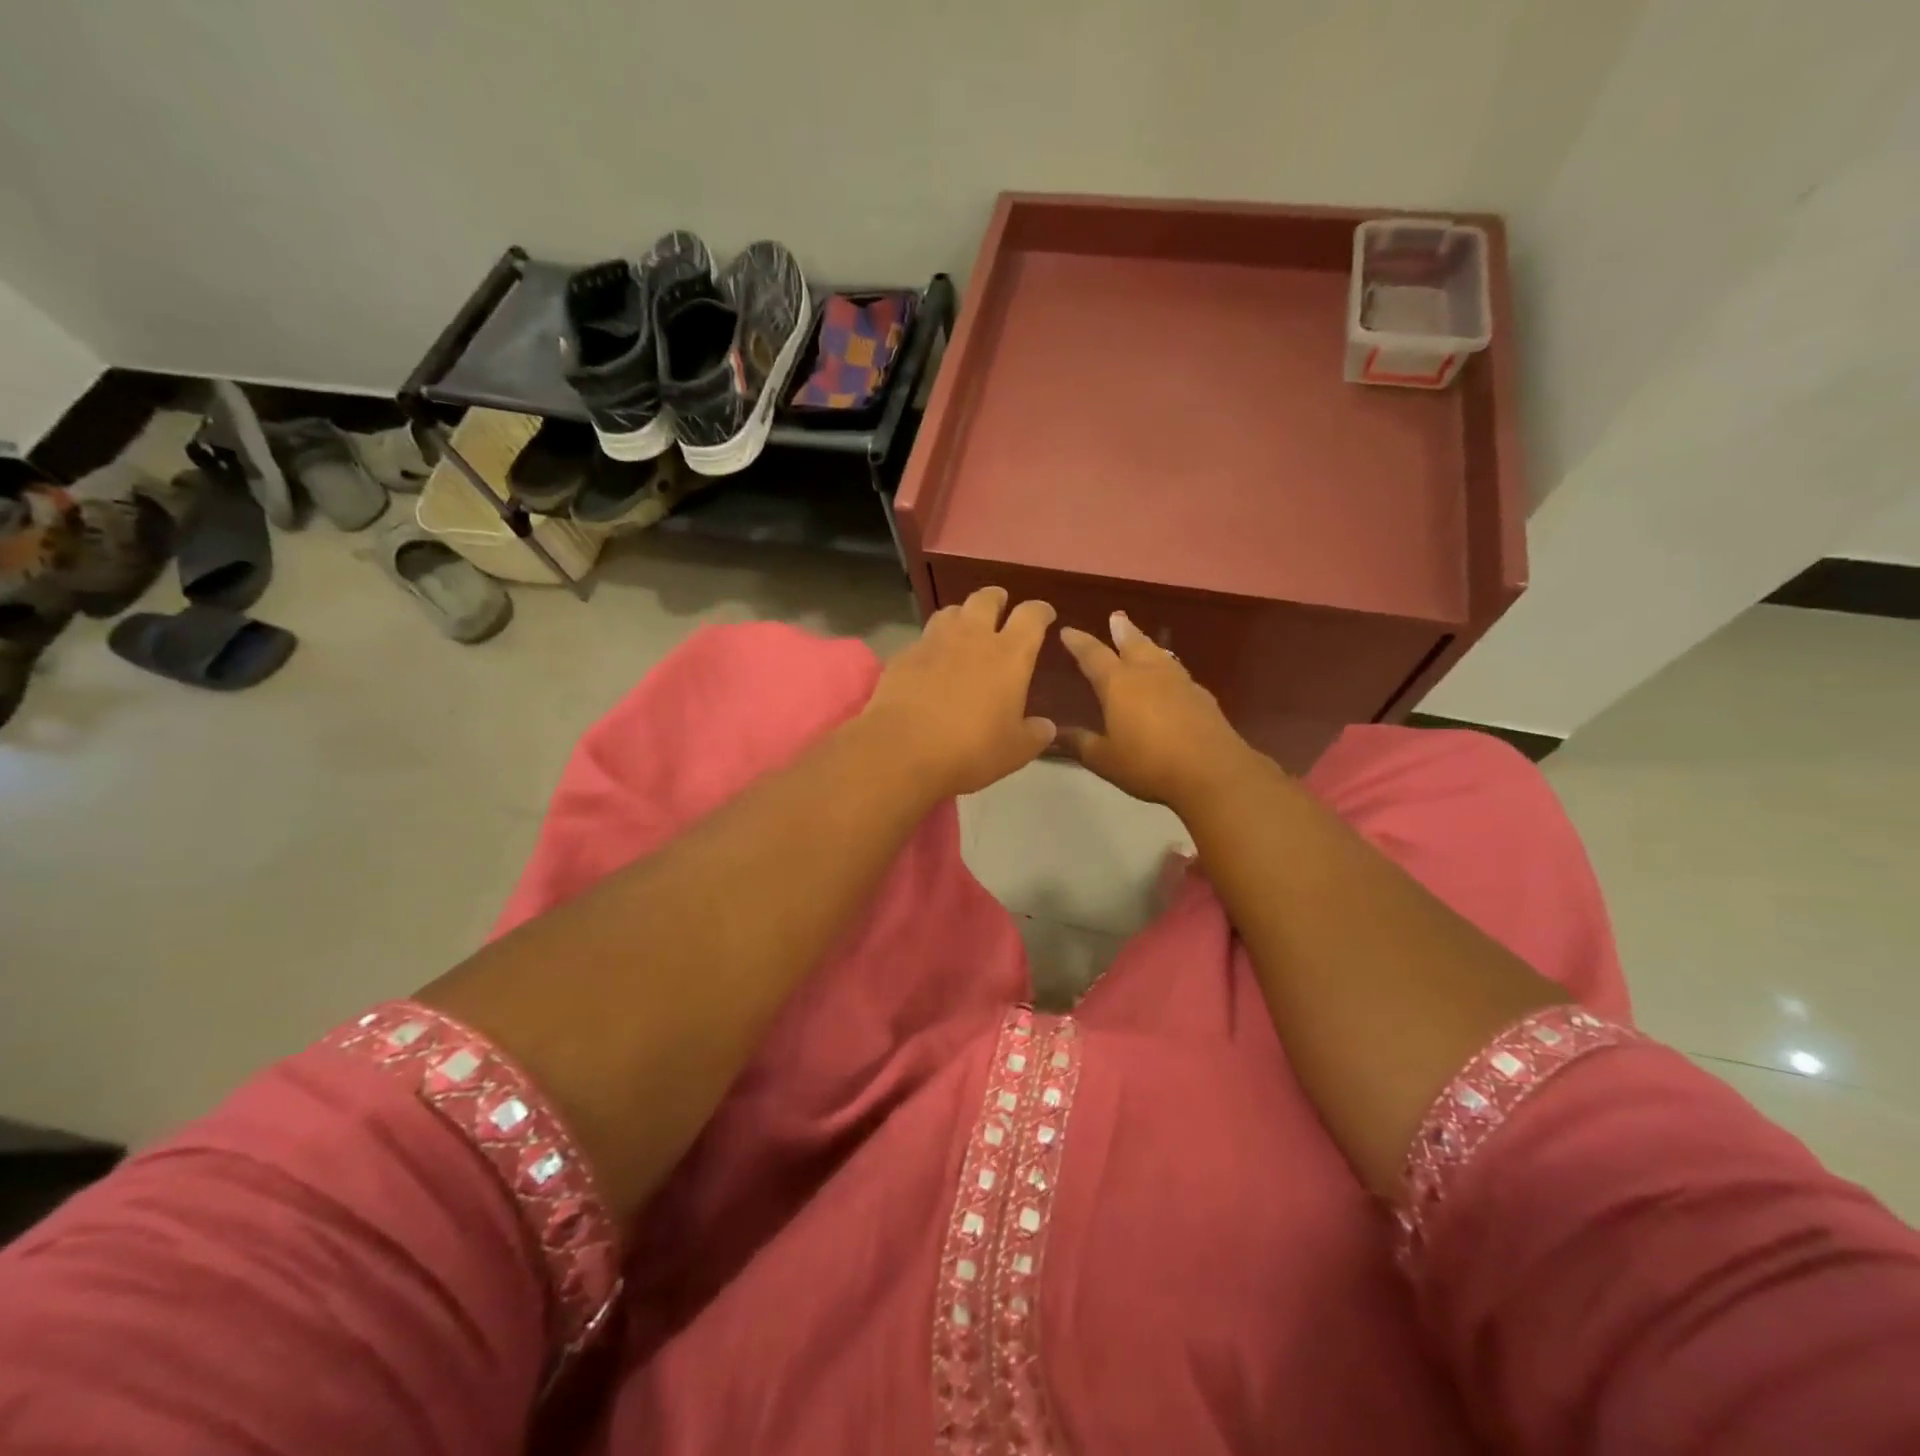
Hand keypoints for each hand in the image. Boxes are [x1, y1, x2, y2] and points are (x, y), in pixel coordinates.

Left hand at [861, 587, 1057, 797]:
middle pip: (986, 599)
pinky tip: (931, 661)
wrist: (903, 750)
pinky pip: (923, 638)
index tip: (1045, 615)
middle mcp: (973, 637)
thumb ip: (1034, 735)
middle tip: (1001, 608)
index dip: (1041, 611)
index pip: (1031, 616)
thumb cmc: (970, 750)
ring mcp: (934, 642)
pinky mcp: (904, 655)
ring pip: (951, 611)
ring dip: (962, 615)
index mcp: (1009, 655)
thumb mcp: (1015, 751)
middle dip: (997, 599)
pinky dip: (933, 644)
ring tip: (965, 628)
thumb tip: (1045, 727)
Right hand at [1059, 612, 1257, 809]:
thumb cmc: (1149, 764)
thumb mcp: (1105, 759)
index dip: (1078, 642)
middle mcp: (1148, 673)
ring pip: (1159, 653)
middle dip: (1121, 630)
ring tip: (1141, 640)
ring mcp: (1179, 681)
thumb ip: (1080, 744)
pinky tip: (1170, 677)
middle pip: (1132, 643)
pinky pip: (1178, 672)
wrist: (1213, 771)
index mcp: (1119, 684)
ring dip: (1146, 643)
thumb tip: (1055, 734)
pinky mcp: (1202, 696)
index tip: (1068, 631)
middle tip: (1116, 617)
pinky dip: (1167, 667)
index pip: (1093, 655)